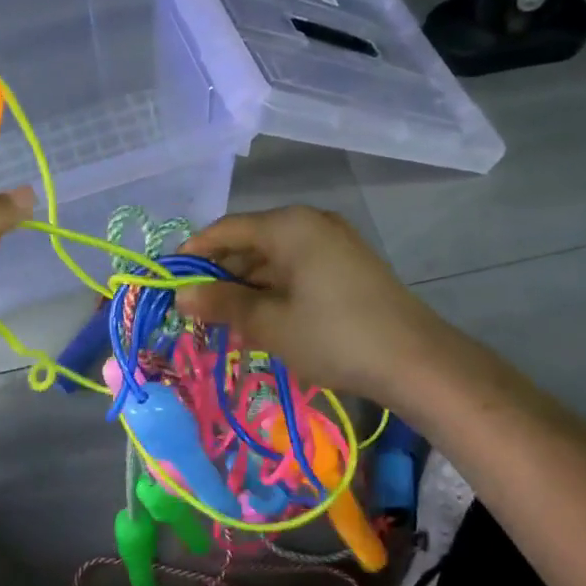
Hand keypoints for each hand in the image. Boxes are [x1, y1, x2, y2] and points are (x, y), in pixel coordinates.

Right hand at [177, 206, 453, 403]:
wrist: (415, 361)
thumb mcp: (269, 323)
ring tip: (222, 323)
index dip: (194, 254)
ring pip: (272, 260)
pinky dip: (272, 293)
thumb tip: (181, 295)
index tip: (169, 281)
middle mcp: (310, 224)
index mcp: (289, 226)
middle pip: (249, 243)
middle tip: (194, 311)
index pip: (226, 229)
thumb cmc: (333, 336)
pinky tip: (258, 322)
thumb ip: (222, 304)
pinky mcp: (346, 267)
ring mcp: (332, 245)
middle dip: (219, 276)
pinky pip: (295, 272)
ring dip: (245, 289)